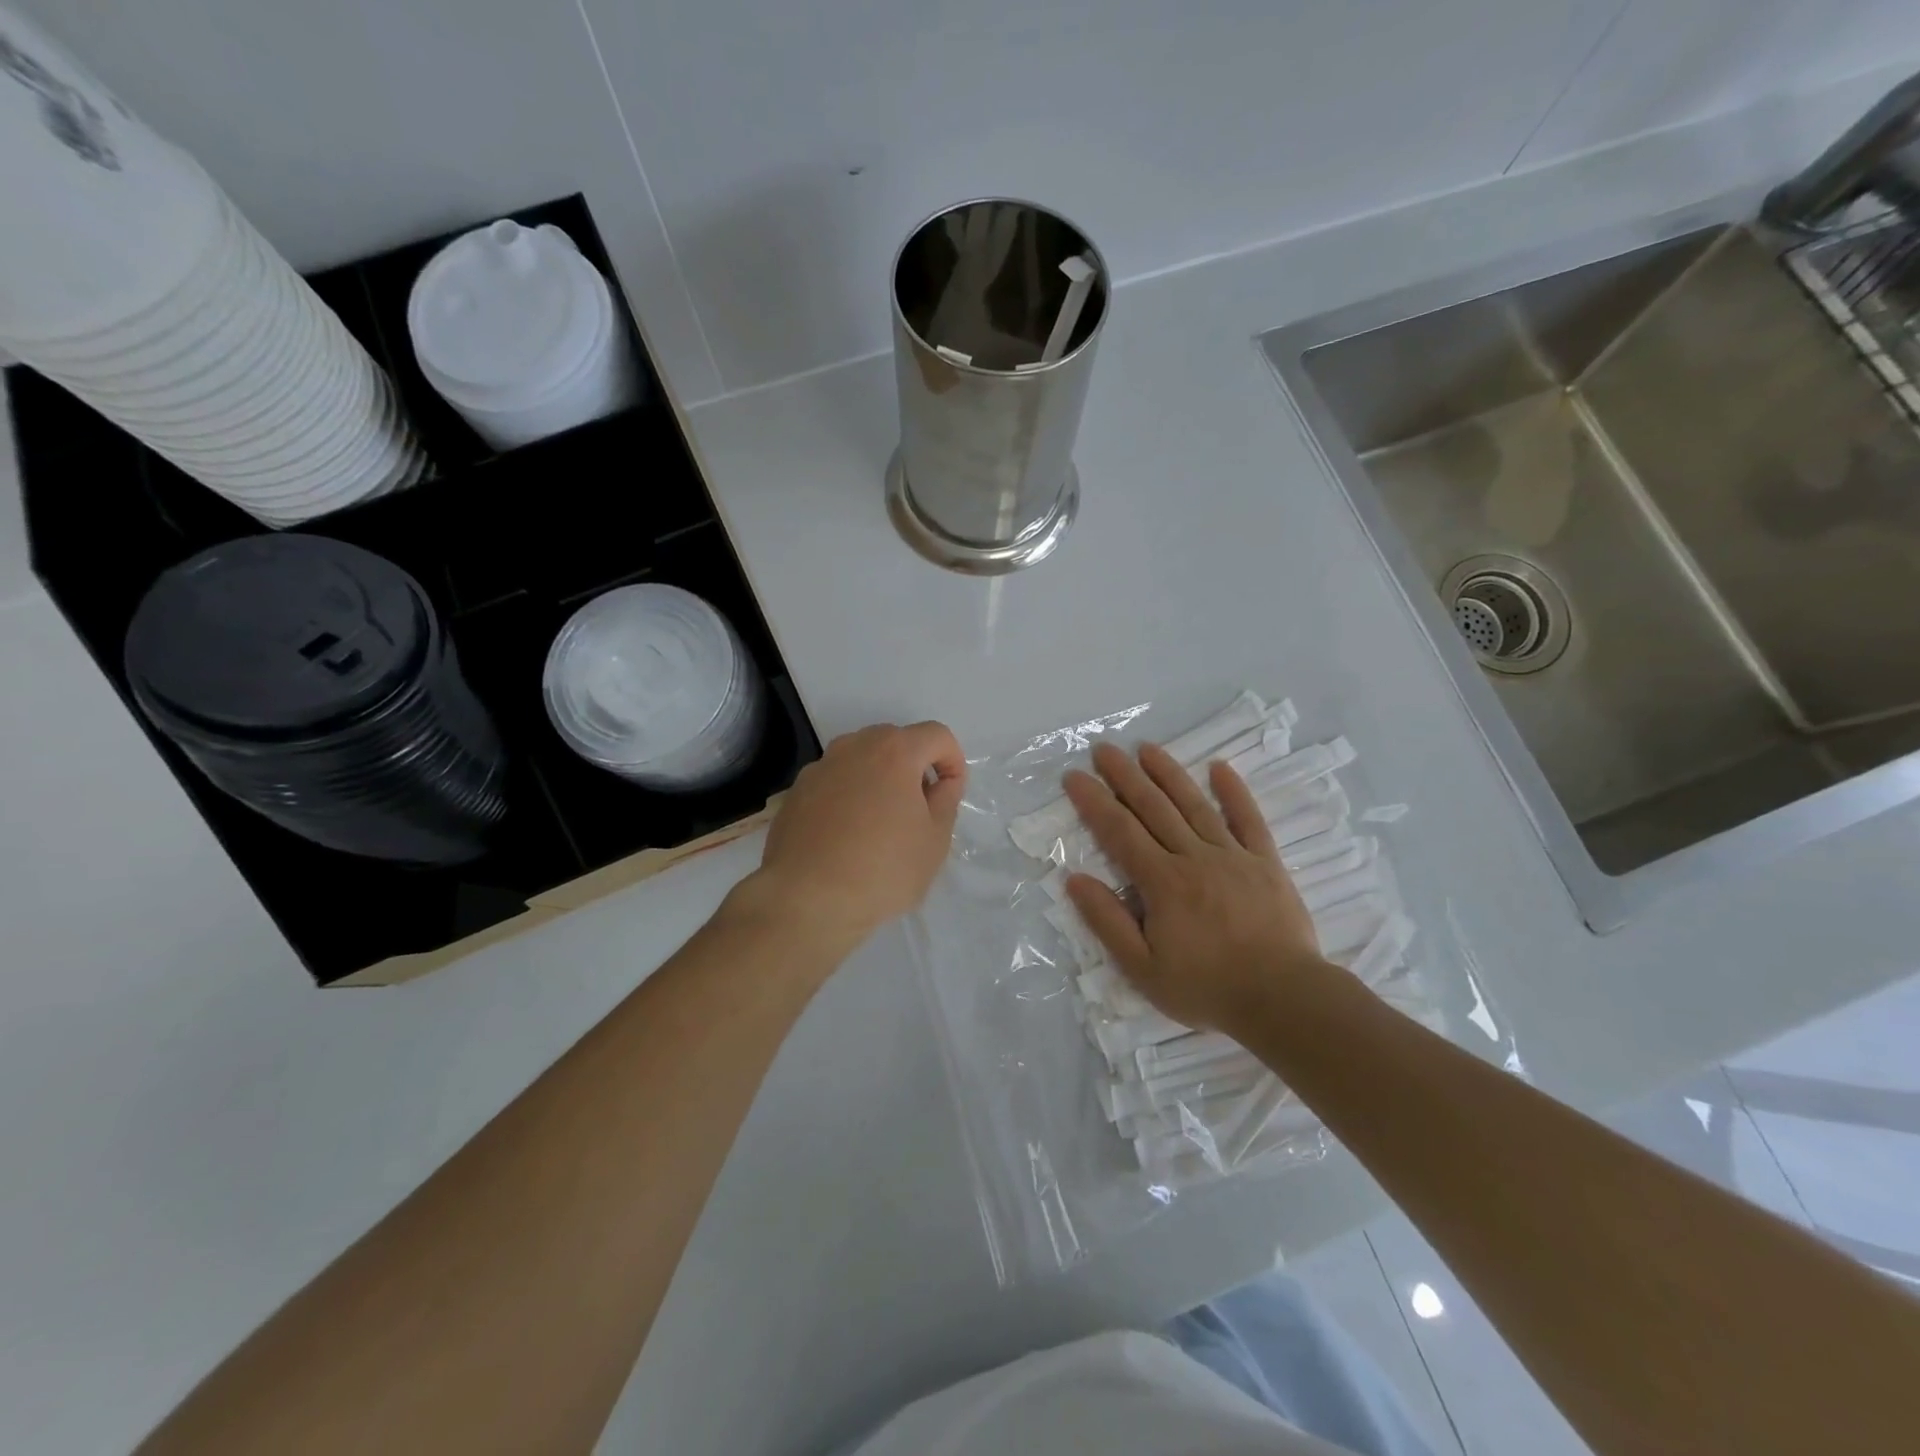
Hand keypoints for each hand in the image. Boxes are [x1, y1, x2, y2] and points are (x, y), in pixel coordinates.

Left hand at [739, 722, 966, 954]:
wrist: (806, 900)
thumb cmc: (882, 869)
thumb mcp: (935, 840)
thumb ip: (946, 800)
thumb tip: (940, 783)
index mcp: (894, 751)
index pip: (936, 735)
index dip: (952, 760)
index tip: (950, 794)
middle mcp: (853, 747)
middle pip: (894, 742)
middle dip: (913, 768)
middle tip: (919, 810)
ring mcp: (818, 768)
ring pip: (860, 762)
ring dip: (877, 781)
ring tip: (880, 826)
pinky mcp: (794, 794)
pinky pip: (833, 784)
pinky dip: (847, 798)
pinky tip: (845, 838)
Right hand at [1063, 742, 1325, 1033]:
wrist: (1284, 999)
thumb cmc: (1207, 988)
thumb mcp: (1143, 969)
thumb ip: (1108, 922)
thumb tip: (1074, 879)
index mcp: (1162, 882)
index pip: (1119, 832)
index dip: (1094, 801)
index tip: (1074, 776)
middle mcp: (1194, 857)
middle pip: (1153, 808)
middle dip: (1124, 776)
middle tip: (1103, 749)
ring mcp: (1233, 856)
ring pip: (1194, 805)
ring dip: (1168, 773)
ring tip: (1146, 748)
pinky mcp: (1266, 862)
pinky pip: (1248, 820)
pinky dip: (1234, 792)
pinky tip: (1220, 767)